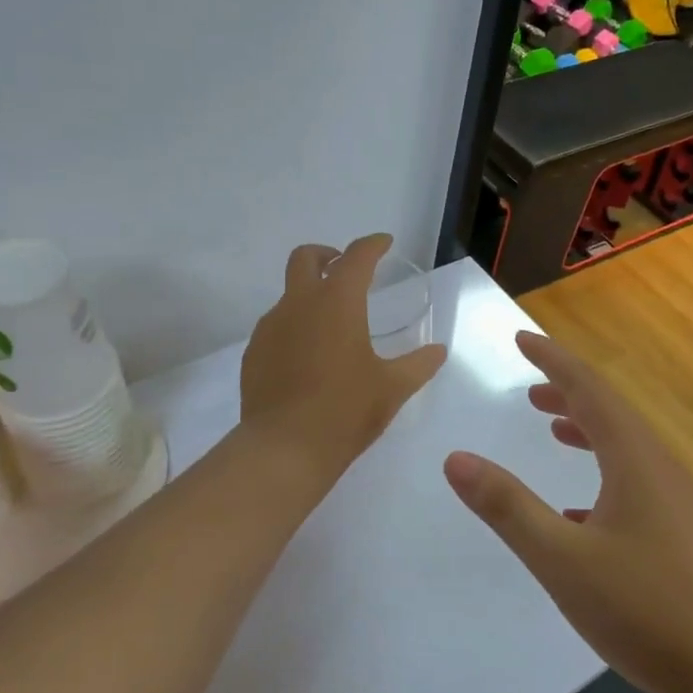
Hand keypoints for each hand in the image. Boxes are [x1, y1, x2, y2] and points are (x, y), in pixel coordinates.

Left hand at [241, 234, 447, 475]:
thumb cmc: (345, 411)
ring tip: (331, 326)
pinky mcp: (253, 353)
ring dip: (309, 295)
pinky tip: (307, 357)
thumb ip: (419, 364)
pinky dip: (294, 327)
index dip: (372, 245)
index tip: (384, 243)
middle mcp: (299, 304)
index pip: (356, 257)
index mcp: (337, 303)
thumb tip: (438, 350)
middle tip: (345, 270)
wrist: (284, 448)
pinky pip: (276, 326)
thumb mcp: (392, 388)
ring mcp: (270, 327)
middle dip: (327, 255)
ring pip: (289, 294)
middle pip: (306, 257)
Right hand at [443, 331, 692, 692]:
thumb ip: (506, 507)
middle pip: (610, 413)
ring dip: (587, 430)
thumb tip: (455, 459)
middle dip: (568, 392)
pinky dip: (602, 474)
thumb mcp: (561, 558)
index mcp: (635, 460)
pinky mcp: (682, 535)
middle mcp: (660, 469)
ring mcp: (676, 503)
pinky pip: (635, 483)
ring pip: (625, 448)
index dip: (553, 360)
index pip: (589, 389)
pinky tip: (580, 511)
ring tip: (554, 428)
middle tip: (529, 388)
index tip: (520, 339)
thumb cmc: (646, 609)